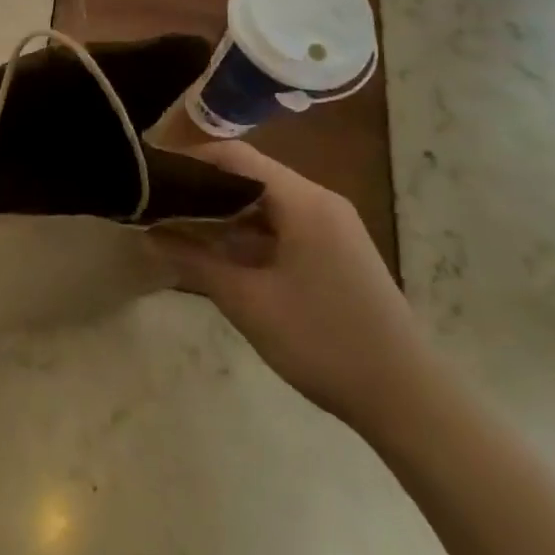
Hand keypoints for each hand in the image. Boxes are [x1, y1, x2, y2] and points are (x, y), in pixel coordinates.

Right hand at [148, 141, 434, 434]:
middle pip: (249, 175)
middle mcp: (320, 202)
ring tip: (176, 226)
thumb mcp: (247, 301)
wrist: (406, 399)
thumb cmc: (322, 342)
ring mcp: (331, 226)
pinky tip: (218, 253)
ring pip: (265, 202)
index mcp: (303, 201)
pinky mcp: (335, 251)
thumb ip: (194, 260)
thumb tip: (148, 234)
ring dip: (223, 212)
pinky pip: (282, 224)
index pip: (235, 156)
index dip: (190, 158)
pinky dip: (247, 232)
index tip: (150, 174)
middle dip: (201, 187)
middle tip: (156, 202)